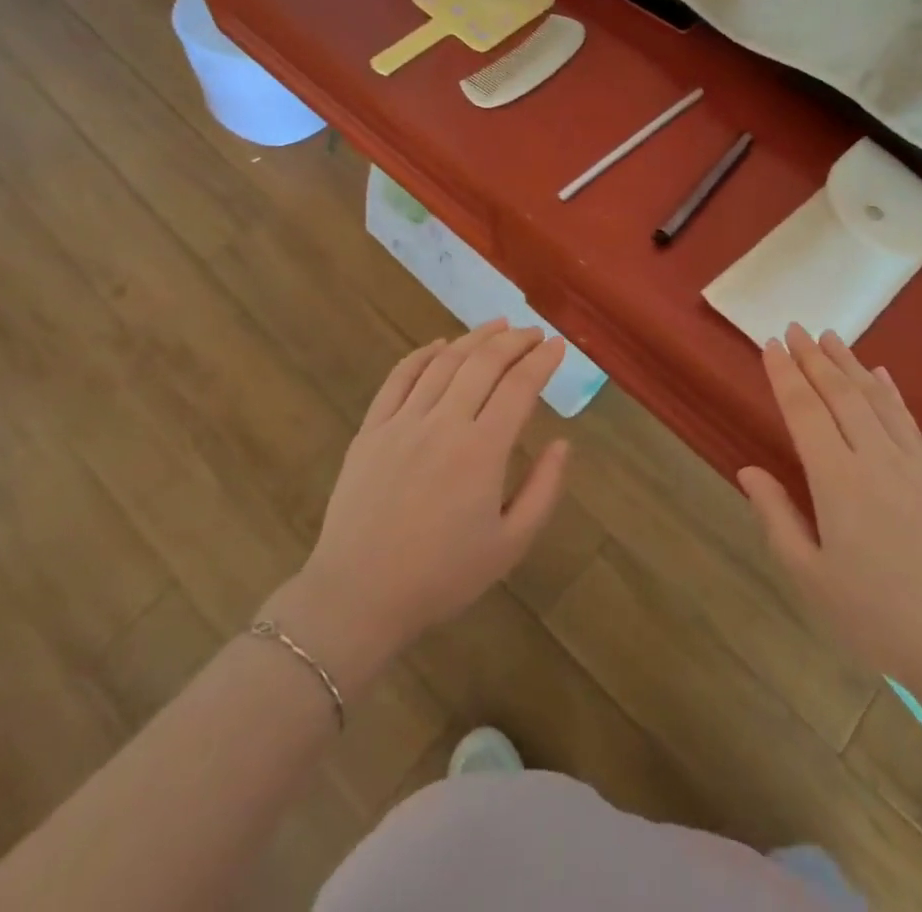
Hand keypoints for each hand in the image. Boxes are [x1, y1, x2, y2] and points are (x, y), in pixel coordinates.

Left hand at [266, 321, 568, 689]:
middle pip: (484, 364)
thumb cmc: (442, 576)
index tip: (559, 346)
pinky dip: (423, 355)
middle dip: (514, 341)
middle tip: (533, 332)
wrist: (358, 596)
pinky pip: (399, 378)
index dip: (543, 361)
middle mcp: (443, 424)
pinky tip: (440, 345)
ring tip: (497, 325)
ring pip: (444, 362)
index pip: (519, 387)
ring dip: (474, 338)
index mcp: (482, 451)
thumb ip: (543, 490)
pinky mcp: (371, 429)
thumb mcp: (510, 545)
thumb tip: (563, 443)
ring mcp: (402, 422)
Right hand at [739, 325, 921, 682]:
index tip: (770, 345)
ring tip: (830, 337)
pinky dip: (890, 392)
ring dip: (849, 364)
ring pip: (875, 398)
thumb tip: (747, 470)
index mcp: (837, 481)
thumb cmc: (880, 619)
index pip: (804, 412)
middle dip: (813, 358)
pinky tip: (881, 376)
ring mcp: (915, 463)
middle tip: (795, 329)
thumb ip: (777, 518)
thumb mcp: (812, 578)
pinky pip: (909, 419)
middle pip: (838, 394)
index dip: (784, 375)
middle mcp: (875, 458)